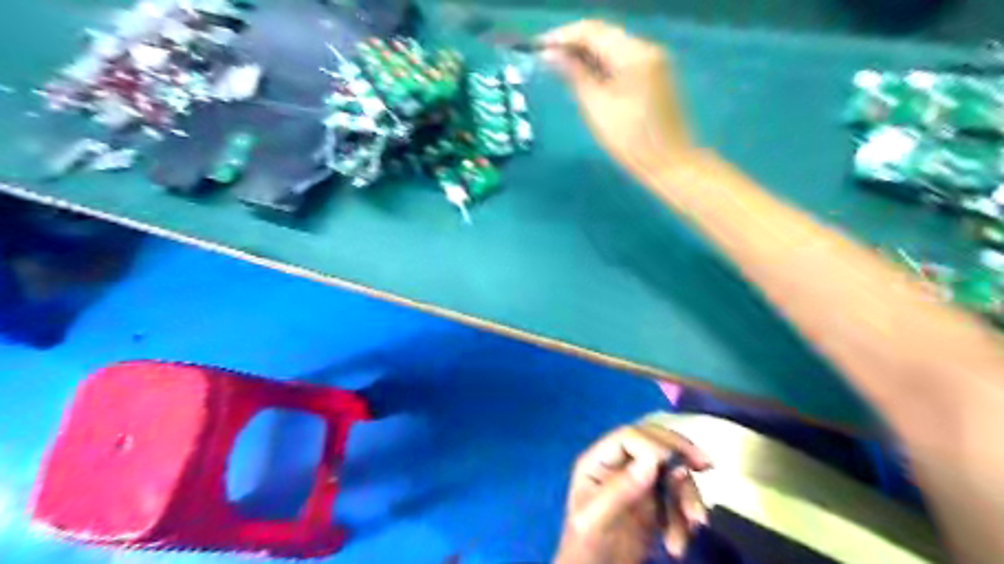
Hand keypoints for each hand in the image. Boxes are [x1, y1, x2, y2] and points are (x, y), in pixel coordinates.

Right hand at [536, 20, 695, 178]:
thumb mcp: (596, 107)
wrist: (669, 163)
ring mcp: (653, 60)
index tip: (537, 48)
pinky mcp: (654, 74)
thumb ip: (574, 75)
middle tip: (545, 59)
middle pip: (603, 34)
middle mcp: (646, 48)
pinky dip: (601, 64)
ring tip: (559, 68)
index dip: (561, 36)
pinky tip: (584, 76)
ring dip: (585, 53)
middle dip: (572, 43)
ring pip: (612, 46)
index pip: (591, 30)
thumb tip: (549, 55)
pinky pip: (622, 59)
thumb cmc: (630, 140)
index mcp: (634, 53)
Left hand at [553, 416, 707, 562]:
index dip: (654, 444)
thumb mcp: (595, 520)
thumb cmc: (587, 548)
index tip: (676, 465)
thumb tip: (652, 460)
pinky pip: (677, 496)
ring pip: (670, 471)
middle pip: (653, 443)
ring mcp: (637, 482)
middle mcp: (618, 464)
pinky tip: (678, 543)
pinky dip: (685, 516)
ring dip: (687, 495)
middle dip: (680, 453)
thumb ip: (620, 489)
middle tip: (706, 466)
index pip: (628, 437)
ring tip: (694, 525)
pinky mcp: (653, 502)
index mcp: (598, 461)